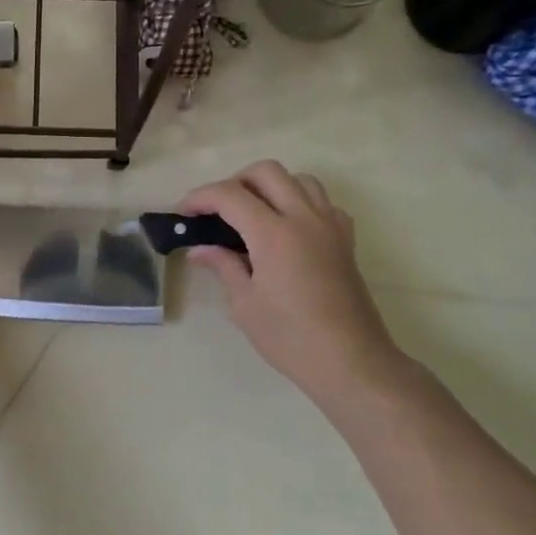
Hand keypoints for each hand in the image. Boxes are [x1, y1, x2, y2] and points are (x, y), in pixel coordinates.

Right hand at [180, 161, 406, 415]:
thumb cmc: (291, 338)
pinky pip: (321, 202)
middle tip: (217, 210)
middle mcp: (304, 218)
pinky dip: (299, 202)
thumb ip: (223, 266)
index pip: (230, 195)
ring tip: (251, 214)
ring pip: (298, 179)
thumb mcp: (244, 305)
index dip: (201, 197)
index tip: (184, 212)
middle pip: (266, 172)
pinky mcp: (345, 239)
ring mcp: (330, 226)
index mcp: (274, 234)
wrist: (351, 362)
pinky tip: (286, 229)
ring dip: (269, 187)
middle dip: (234, 182)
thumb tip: (199, 250)